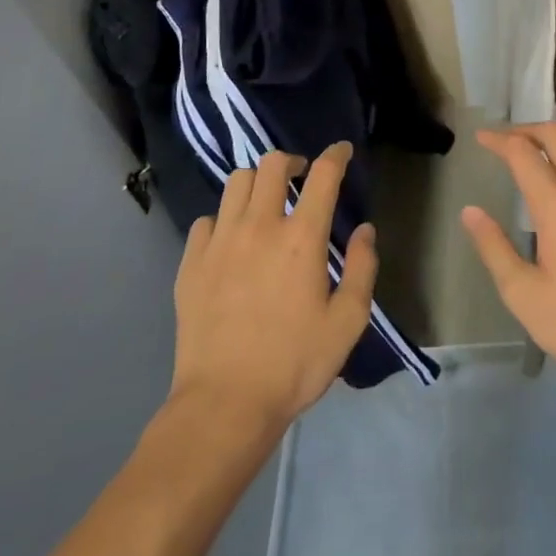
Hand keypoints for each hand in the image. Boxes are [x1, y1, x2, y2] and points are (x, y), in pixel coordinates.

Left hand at [169, 144, 375, 431]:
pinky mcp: (191, 264)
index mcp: (302, 237)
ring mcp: (220, 242)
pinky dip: (223, 219)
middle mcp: (259, 226)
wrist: (225, 404)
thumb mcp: (348, 321)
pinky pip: (206, 220)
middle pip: (272, 165)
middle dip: (292, 162)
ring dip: (256, 184)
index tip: (342, 151)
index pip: (323, 175)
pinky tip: (231, 241)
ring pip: (236, 183)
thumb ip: (363, 268)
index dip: (336, 155)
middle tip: (302, 179)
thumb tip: (364, 230)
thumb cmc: (295, 363)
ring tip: (265, 204)